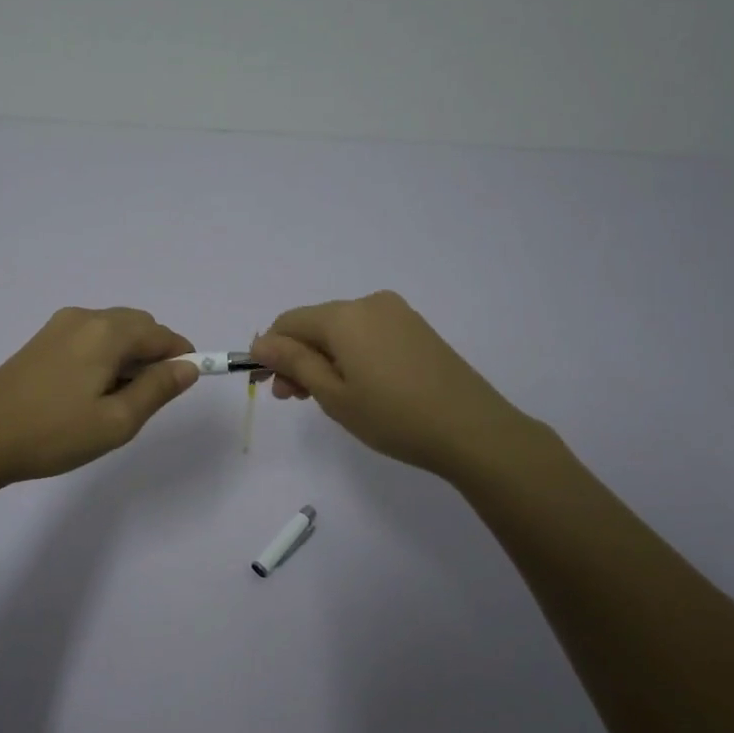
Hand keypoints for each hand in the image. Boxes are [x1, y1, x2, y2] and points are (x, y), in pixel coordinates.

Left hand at [0, 307, 198, 489]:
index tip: (185, 386)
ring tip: (114, 400)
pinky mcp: (41, 340)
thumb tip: (188, 367)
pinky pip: (89, 337)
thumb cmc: (54, 433)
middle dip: (154, 355)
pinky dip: (104, 355)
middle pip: (138, 326)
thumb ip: (157, 389)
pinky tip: (88, 391)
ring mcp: (59, 326)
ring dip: (128, 356)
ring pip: (113, 331)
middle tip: (145, 400)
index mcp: (107, 332)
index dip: (182, 357)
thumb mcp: (117, 421)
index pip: (162, 335)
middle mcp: (85, 317)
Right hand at [250, 291, 529, 481]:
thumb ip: (294, 363)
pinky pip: (368, 334)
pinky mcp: (416, 328)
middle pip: (316, 324)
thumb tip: (261, 342)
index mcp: (344, 316)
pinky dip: (351, 355)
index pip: (289, 322)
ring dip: (323, 358)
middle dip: (297, 357)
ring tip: (323, 398)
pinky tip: (357, 386)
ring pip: (342, 330)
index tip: (266, 384)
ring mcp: (397, 314)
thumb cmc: (393, 416)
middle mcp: (369, 303)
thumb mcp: (333, 394)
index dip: (270, 350)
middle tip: (293, 399)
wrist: (472, 429)